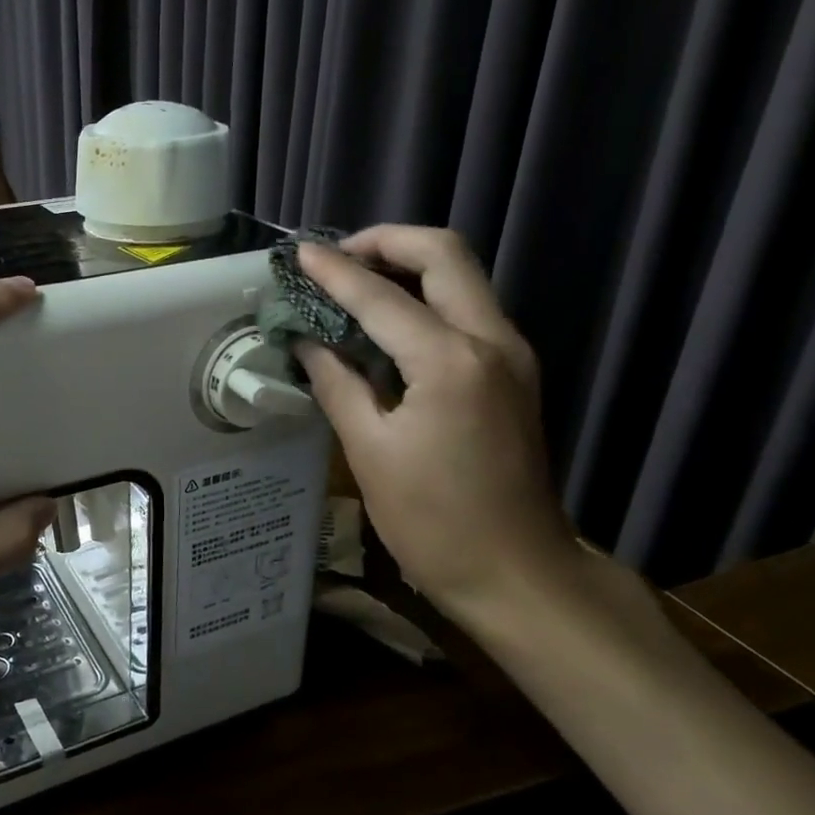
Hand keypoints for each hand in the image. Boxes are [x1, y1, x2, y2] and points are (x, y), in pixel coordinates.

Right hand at [293, 226, 575, 612]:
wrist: (517, 572)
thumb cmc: (433, 521)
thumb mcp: (370, 452)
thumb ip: (336, 383)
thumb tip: (307, 340)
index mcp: (450, 362)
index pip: (381, 296)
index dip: (334, 271)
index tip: (298, 254)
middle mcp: (492, 340)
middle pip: (445, 253)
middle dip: (386, 241)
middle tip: (336, 259)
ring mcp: (511, 353)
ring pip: (461, 276)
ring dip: (407, 265)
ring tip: (352, 283)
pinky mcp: (513, 372)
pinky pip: (466, 308)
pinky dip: (424, 297)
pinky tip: (384, 322)